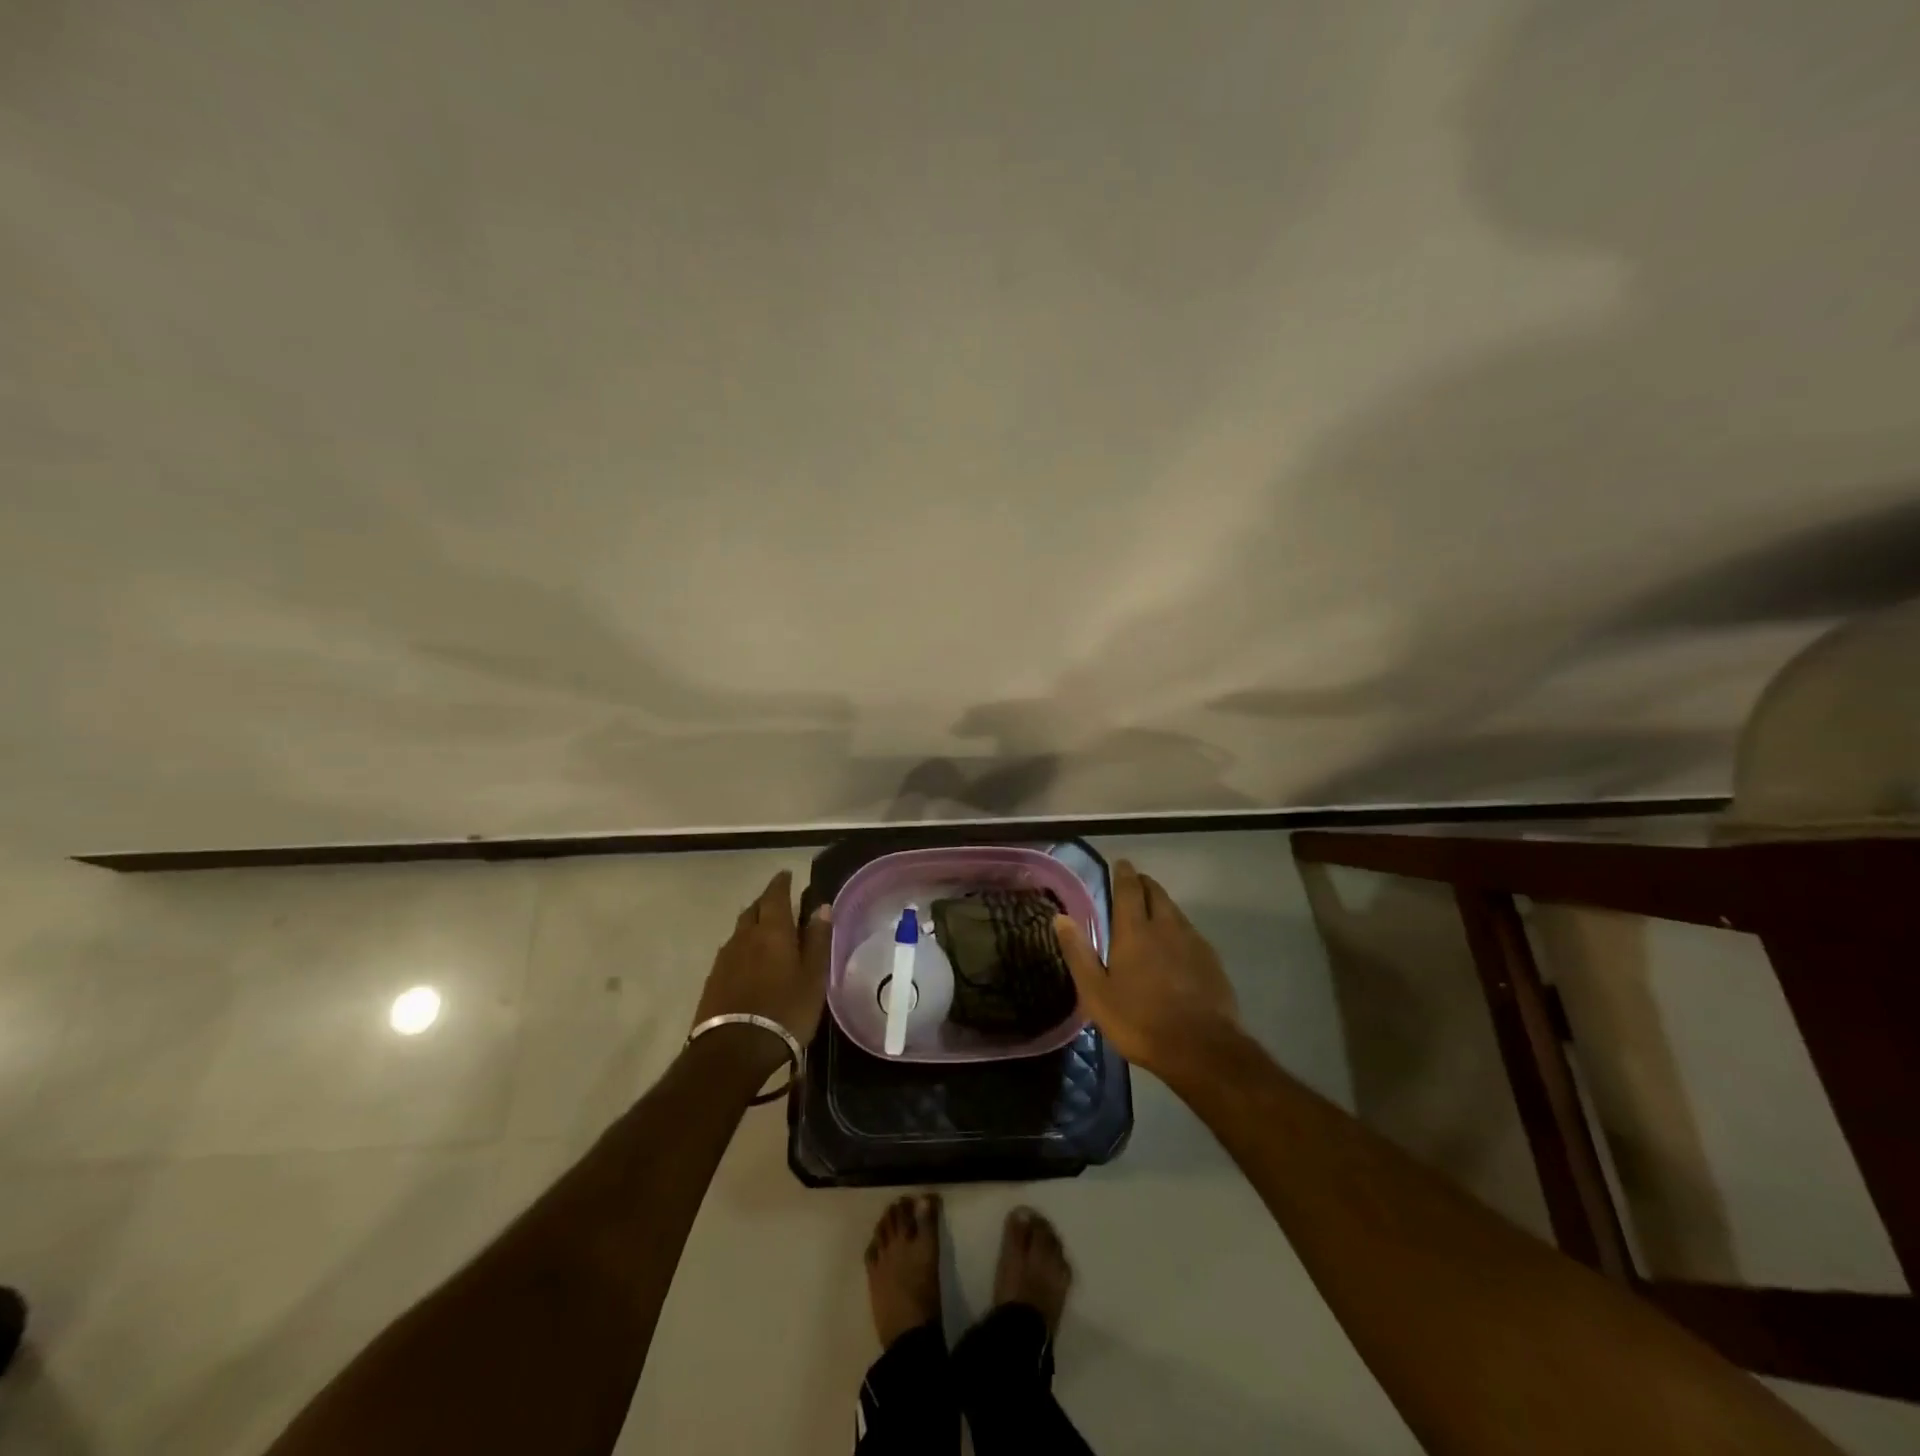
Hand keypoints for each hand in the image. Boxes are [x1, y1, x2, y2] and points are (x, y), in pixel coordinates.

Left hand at [694, 870, 831, 1043]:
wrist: (733, 1050)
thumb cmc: (785, 1010)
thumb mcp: (813, 977)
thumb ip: (817, 940)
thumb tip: (821, 906)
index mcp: (772, 931)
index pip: (775, 895)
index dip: (781, 883)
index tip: (787, 875)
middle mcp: (745, 936)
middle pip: (754, 909)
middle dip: (767, 902)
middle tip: (780, 903)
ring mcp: (725, 958)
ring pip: (740, 930)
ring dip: (754, 924)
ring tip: (767, 932)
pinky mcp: (713, 979)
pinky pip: (731, 951)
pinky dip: (743, 947)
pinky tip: (750, 961)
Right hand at [1054, 860, 1238, 1079]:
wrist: (1202, 1048)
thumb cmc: (1140, 1021)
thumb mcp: (1096, 993)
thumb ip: (1079, 953)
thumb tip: (1061, 918)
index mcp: (1134, 931)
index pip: (1129, 889)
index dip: (1124, 874)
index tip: (1121, 864)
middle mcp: (1165, 927)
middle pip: (1156, 893)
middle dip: (1144, 884)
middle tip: (1135, 883)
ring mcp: (1193, 942)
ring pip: (1175, 911)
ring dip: (1162, 904)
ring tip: (1152, 909)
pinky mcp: (1212, 961)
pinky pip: (1191, 932)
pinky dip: (1179, 928)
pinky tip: (1177, 944)